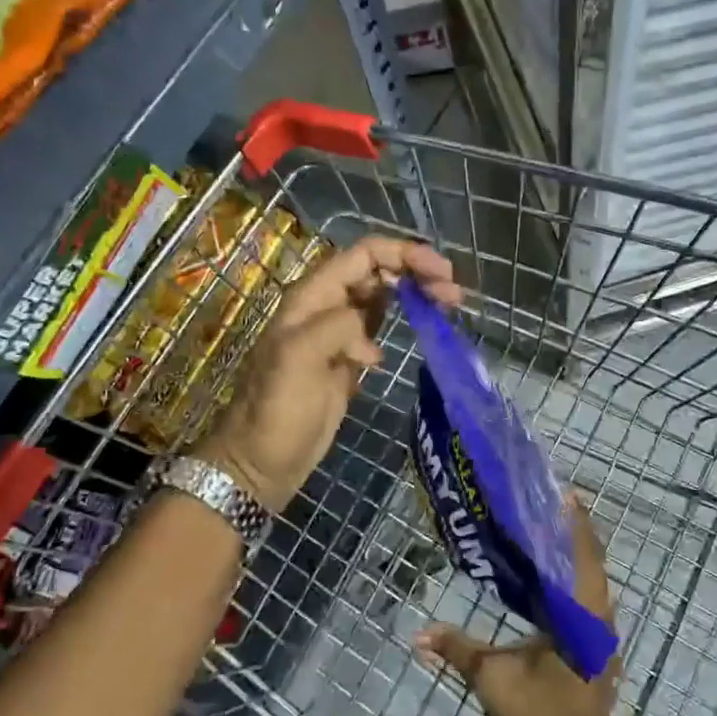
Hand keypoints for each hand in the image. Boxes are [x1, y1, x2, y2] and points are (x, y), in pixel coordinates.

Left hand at [196, 234, 459, 512]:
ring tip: (449, 305)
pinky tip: (424, 330)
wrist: (263, 461)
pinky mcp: (350, 358)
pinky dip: (405, 319)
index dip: (403, 254)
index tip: (441, 271)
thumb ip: (335, 327)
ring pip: (383, 296)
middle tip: (453, 294)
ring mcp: (339, 332)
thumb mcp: (298, 359)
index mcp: (312, 297)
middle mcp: (327, 306)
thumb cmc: (277, 410)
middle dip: (416, 272)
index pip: (363, 255)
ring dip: (415, 293)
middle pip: (378, 271)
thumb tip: (368, 334)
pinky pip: (381, 326)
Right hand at [415, 492, 620, 715]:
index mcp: (583, 617)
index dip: (577, 523)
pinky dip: (576, 585)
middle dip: (575, 535)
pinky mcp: (597, 657)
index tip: (566, 493)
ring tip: (550, 536)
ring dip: (577, 560)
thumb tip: (418, 633)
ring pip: (594, 587)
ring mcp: (602, 642)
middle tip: (551, 507)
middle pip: (594, 566)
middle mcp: (599, 622)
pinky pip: (590, 606)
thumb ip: (457, 648)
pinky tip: (552, 584)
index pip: (586, 556)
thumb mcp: (491, 677)